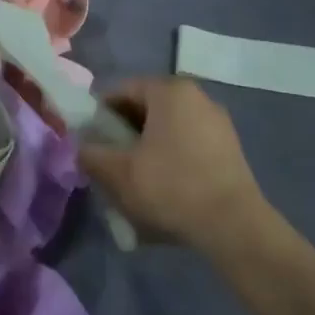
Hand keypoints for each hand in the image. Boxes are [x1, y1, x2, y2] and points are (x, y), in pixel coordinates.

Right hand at [77, 78, 266, 251]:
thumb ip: (92, 155)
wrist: (233, 225)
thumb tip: (82, 148)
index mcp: (170, 91)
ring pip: (168, 126)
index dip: (100, 114)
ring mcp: (217, 121)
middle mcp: (197, 96)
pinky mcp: (229, 146)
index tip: (90, 141)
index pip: (123, 90)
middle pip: (147, 107)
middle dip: (124, 131)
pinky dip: (171, 156)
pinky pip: (189, 142)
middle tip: (109, 160)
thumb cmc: (171, 187)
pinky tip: (164, 185)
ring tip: (135, 177)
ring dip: (148, 145)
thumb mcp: (119, 173)